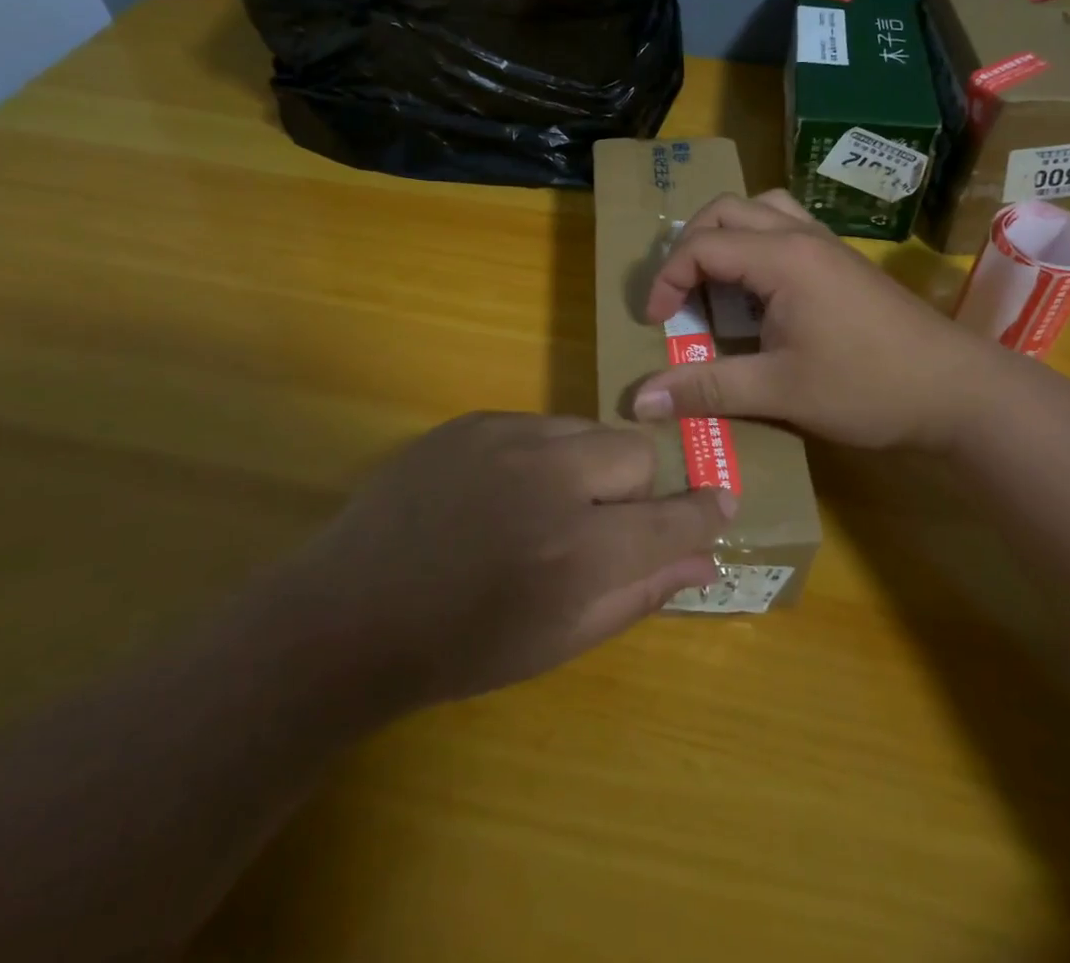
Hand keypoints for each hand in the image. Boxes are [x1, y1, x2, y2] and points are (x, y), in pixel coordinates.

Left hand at [302, 413, 733, 707]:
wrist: (349, 613)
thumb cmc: (460, 648)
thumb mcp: (559, 640)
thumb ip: (639, 593)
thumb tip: (705, 559)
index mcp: (575, 552)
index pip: (671, 518)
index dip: (704, 513)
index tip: (720, 506)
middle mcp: (549, 480)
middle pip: (635, 452)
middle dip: (633, 488)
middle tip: (597, 525)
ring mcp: (505, 439)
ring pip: (588, 430)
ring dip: (587, 467)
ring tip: (543, 506)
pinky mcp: (472, 420)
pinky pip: (538, 424)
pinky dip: (541, 455)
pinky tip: (502, 491)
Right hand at [632, 192, 997, 451]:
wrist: (956, 391)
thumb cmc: (868, 388)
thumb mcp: (779, 392)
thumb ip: (708, 388)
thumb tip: (640, 399)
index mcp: (782, 258)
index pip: (702, 246)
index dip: (666, 280)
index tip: (656, 323)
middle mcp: (801, 236)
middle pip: (726, 210)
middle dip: (691, 245)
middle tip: (680, 293)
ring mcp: (826, 245)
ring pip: (761, 209)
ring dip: (727, 235)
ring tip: (716, 280)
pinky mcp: (842, 263)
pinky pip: (786, 228)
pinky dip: (757, 244)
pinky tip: (760, 291)